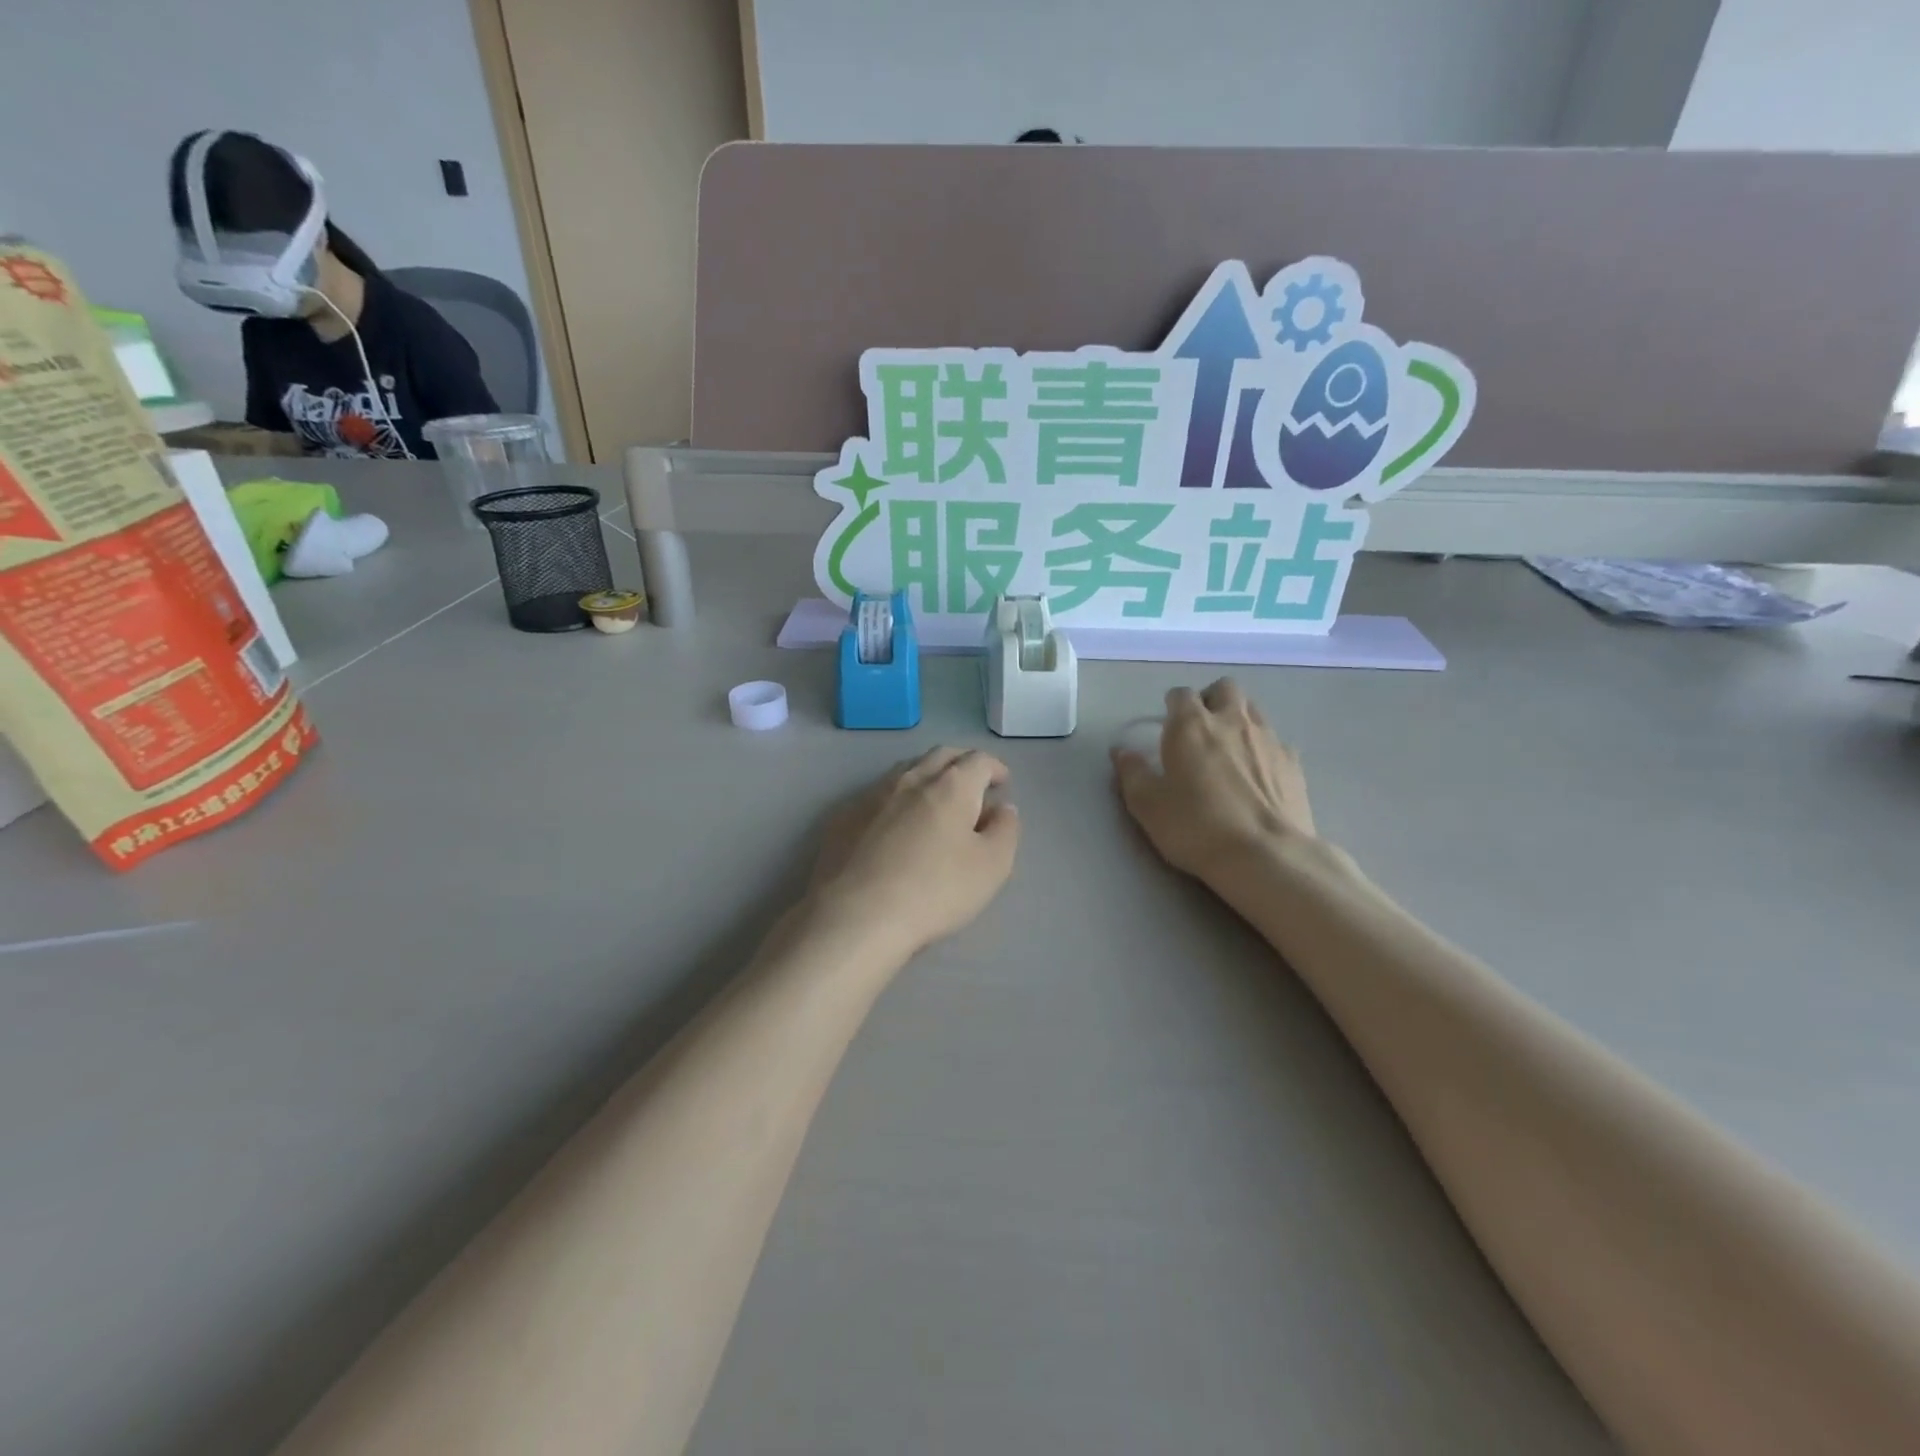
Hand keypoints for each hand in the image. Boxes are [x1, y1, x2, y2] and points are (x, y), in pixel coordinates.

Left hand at [810, 748, 1020, 957]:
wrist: (857, 915)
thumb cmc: (935, 890)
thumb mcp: (991, 866)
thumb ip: (1005, 830)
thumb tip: (1002, 808)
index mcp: (951, 786)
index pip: (979, 760)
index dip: (995, 768)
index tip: (1002, 782)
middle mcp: (911, 779)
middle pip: (941, 755)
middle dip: (963, 762)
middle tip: (973, 782)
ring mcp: (873, 795)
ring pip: (907, 769)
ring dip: (929, 774)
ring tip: (937, 796)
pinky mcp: (845, 816)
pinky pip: (879, 793)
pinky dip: (899, 796)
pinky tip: (897, 821)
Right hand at [1112, 679, 1315, 881]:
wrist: (1265, 855)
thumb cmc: (1195, 826)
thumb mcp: (1147, 804)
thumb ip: (1131, 772)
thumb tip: (1122, 751)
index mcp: (1191, 725)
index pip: (1181, 694)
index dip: (1172, 706)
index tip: (1167, 726)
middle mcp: (1232, 721)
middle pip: (1225, 688)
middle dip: (1211, 700)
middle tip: (1201, 728)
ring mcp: (1268, 739)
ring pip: (1253, 710)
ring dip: (1239, 720)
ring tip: (1229, 751)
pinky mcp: (1294, 763)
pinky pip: (1276, 742)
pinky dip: (1264, 750)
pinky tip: (1258, 776)